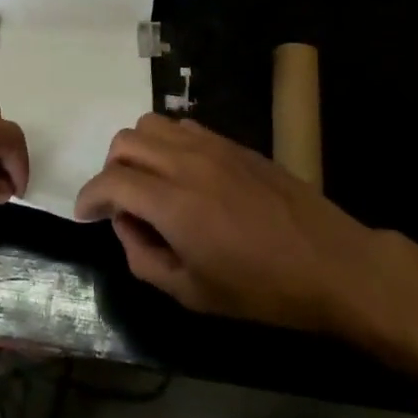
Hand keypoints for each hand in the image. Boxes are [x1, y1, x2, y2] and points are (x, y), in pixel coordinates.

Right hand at [73, 114, 387, 340]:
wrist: (332, 264)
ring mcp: (213, 146)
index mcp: (173, 203)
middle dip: (110, 171)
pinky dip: (167, 143)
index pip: (111, 181)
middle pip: (125, 142)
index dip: (89, 197)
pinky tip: (181, 173)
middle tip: (120, 203)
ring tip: (148, 182)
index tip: (85, 215)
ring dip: (137, 150)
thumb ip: (143, 258)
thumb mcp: (192, 293)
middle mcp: (187, 163)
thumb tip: (125, 225)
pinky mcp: (234, 143)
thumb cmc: (261, 290)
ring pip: (152, 124)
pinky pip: (184, 126)